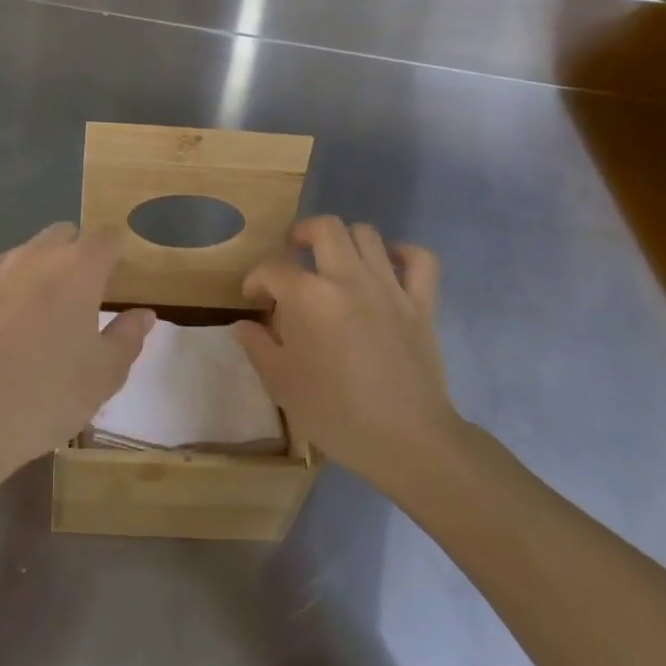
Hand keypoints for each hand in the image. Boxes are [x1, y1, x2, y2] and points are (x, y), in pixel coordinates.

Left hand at [0, 224, 154, 489]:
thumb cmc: (44, 397)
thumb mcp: (103, 377)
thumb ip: (127, 337)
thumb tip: (143, 315)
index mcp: (76, 270)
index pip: (106, 237)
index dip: (117, 250)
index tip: (120, 274)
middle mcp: (31, 257)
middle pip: (62, 235)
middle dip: (76, 255)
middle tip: (80, 298)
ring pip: (22, 257)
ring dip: (36, 275)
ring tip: (35, 323)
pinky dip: (0, 298)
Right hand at [233, 217, 462, 493]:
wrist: (406, 438)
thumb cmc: (334, 412)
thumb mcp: (280, 382)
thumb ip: (257, 345)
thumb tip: (244, 324)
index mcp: (307, 296)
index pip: (272, 268)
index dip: (256, 279)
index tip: (254, 300)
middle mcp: (347, 278)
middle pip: (324, 228)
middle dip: (301, 234)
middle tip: (293, 255)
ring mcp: (389, 287)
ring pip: (367, 234)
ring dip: (345, 240)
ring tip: (334, 261)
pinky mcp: (421, 303)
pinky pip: (419, 259)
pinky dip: (402, 254)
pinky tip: (387, 265)